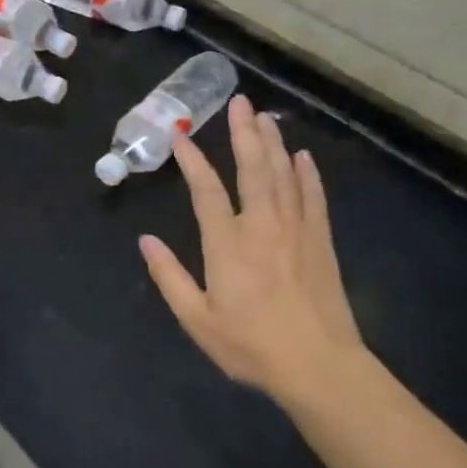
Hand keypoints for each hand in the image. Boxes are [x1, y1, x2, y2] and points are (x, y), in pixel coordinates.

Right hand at [139, 95, 366, 407]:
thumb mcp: (197, 319)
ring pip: (284, 175)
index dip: (193, 162)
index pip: (206, 191)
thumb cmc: (251, 345)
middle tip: (239, 101)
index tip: (181, 137)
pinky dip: (308, 174)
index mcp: (227, 244)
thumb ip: (169, 277)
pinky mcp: (320, 241)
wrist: (319, 366)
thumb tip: (146, 240)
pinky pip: (314, 197)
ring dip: (273, 143)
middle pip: (253, 168)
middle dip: (244, 133)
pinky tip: (303, 156)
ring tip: (265, 116)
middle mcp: (262, 226)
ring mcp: (296, 230)